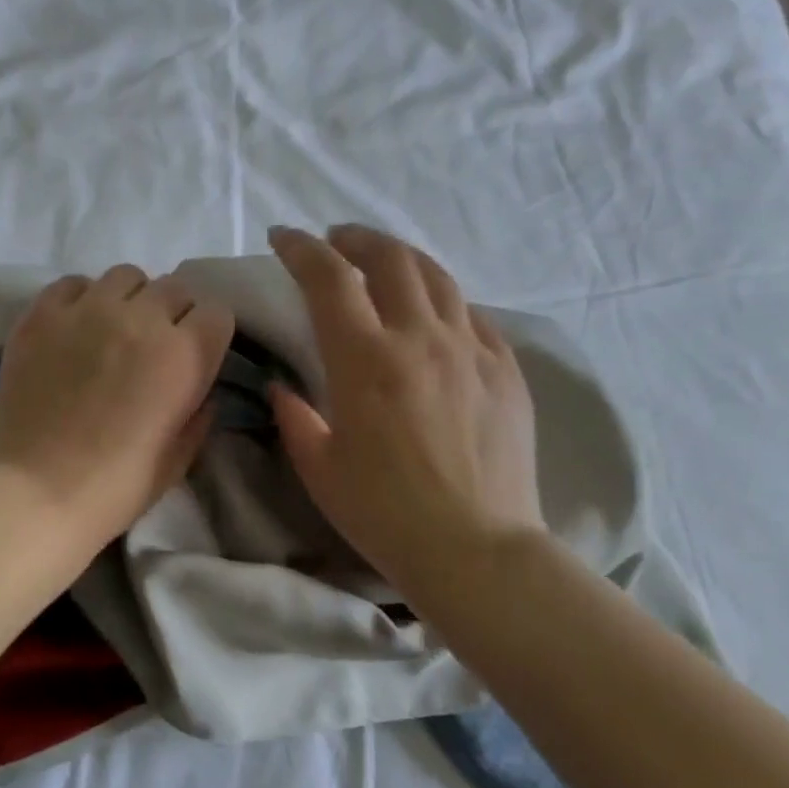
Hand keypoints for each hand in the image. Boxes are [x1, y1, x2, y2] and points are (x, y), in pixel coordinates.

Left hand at [0, 265, 235, 550]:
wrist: (38, 493)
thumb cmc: (116, 487)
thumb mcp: (179, 458)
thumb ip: (199, 414)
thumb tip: (199, 389)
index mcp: (185, 355)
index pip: (217, 312)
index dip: (207, 335)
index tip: (194, 356)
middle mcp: (141, 318)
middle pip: (174, 288)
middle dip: (173, 314)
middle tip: (153, 348)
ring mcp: (87, 310)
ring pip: (125, 277)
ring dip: (130, 300)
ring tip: (113, 331)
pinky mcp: (42, 314)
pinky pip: (74, 283)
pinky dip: (82, 299)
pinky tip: (74, 329)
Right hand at [267, 224, 542, 593]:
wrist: (475, 548)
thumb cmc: (383, 513)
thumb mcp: (319, 468)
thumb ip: (296, 417)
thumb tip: (286, 388)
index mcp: (365, 360)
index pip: (329, 278)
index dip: (302, 249)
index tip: (283, 238)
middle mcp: (419, 338)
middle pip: (389, 258)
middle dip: (355, 239)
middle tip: (336, 242)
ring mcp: (470, 349)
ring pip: (437, 276)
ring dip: (402, 258)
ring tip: (383, 263)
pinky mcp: (505, 369)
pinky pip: (473, 315)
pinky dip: (444, 300)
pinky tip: (435, 314)